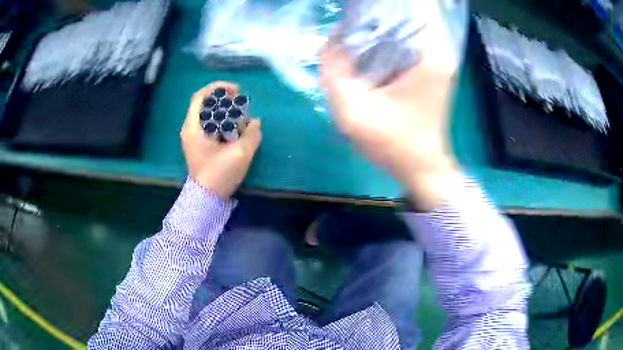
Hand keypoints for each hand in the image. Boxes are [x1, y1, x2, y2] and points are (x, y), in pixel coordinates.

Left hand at [180, 82, 261, 198]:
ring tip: (240, 118)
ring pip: (208, 115)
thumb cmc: (219, 174)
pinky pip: (210, 126)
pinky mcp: (199, 145)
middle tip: (241, 103)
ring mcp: (193, 137)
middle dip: (224, 100)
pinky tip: (235, 130)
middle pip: (205, 104)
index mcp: (194, 127)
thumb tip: (255, 122)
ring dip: (225, 112)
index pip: (200, 97)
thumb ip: (251, 135)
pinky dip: (222, 123)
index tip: (235, 90)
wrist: (206, 198)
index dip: (218, 88)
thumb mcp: (240, 154)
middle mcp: (190, 129)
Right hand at [320, 11, 462, 207]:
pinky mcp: (428, 65)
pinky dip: (385, 33)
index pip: (417, 4)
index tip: (359, 6)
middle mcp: (439, 48)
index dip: (384, 2)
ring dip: (380, 19)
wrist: (421, 167)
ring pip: (406, 21)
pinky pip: (405, 36)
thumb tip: (333, 38)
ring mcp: (435, 56)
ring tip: (354, 24)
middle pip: (409, 9)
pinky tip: (365, 41)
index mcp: (430, 53)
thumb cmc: (394, 144)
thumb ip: (334, 69)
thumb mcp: (353, 111)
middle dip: (378, 7)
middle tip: (350, 13)